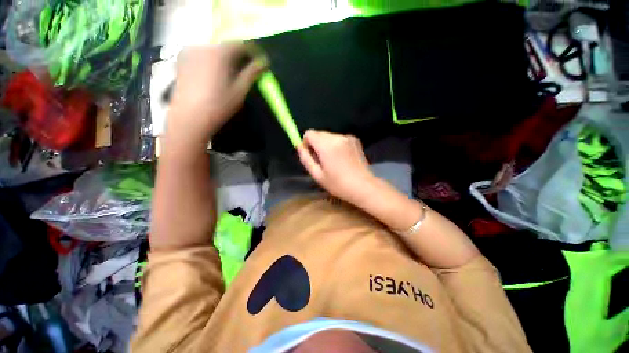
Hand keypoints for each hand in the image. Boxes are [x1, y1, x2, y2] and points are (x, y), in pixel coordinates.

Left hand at [168, 43, 266, 141]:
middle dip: (238, 56)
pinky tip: (214, 74)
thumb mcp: (240, 90)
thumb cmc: (218, 105)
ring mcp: (189, 51)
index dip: (253, 51)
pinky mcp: (181, 59)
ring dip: (225, 58)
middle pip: (226, 46)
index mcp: (218, 53)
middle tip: (246, 69)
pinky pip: (202, 54)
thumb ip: (252, 73)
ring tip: (230, 73)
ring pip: (213, 50)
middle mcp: (202, 46)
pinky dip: (212, 61)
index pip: (240, 44)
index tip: (260, 60)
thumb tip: (264, 62)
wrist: (189, 117)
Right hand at [297, 130, 376, 202]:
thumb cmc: (338, 184)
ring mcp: (348, 137)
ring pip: (329, 136)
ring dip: (327, 146)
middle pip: (319, 134)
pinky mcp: (355, 140)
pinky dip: (336, 146)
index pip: (309, 133)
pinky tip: (343, 159)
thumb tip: (299, 146)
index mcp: (326, 145)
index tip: (311, 156)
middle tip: (323, 162)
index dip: (307, 143)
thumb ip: (305, 158)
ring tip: (334, 162)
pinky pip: (339, 139)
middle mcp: (337, 136)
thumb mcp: (317, 175)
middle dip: (317, 145)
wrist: (364, 186)